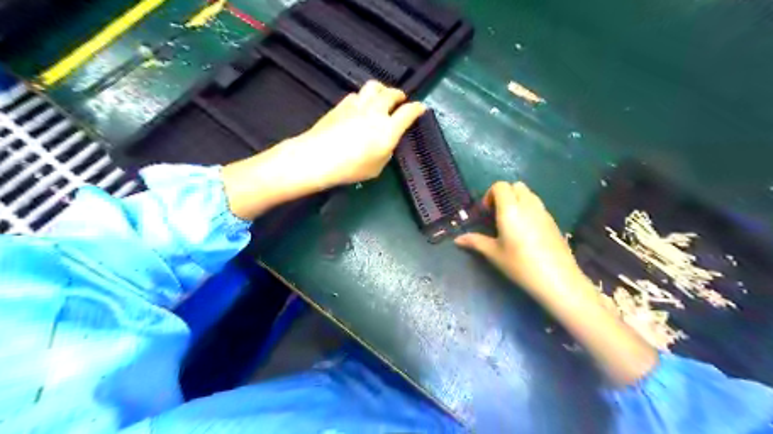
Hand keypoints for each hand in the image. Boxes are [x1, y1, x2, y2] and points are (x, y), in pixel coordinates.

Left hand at [282, 82, 425, 189]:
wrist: (318, 157)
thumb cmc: (351, 168)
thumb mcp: (377, 167)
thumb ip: (386, 152)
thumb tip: (385, 142)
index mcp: (388, 129)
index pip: (408, 112)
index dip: (417, 109)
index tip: (421, 108)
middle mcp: (376, 112)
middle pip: (391, 94)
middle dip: (399, 95)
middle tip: (401, 99)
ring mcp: (357, 105)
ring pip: (374, 87)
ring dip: (382, 90)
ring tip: (382, 96)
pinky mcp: (342, 105)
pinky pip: (357, 94)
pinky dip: (364, 97)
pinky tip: (360, 105)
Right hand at [455, 180, 581, 294]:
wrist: (557, 279)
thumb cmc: (520, 265)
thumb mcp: (494, 254)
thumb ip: (475, 242)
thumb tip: (457, 240)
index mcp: (510, 209)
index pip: (500, 186)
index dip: (490, 195)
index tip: (487, 213)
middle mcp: (528, 205)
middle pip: (516, 186)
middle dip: (505, 195)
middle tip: (498, 215)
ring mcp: (543, 212)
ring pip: (529, 194)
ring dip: (518, 201)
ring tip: (512, 223)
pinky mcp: (553, 221)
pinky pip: (538, 206)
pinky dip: (529, 210)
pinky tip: (527, 232)